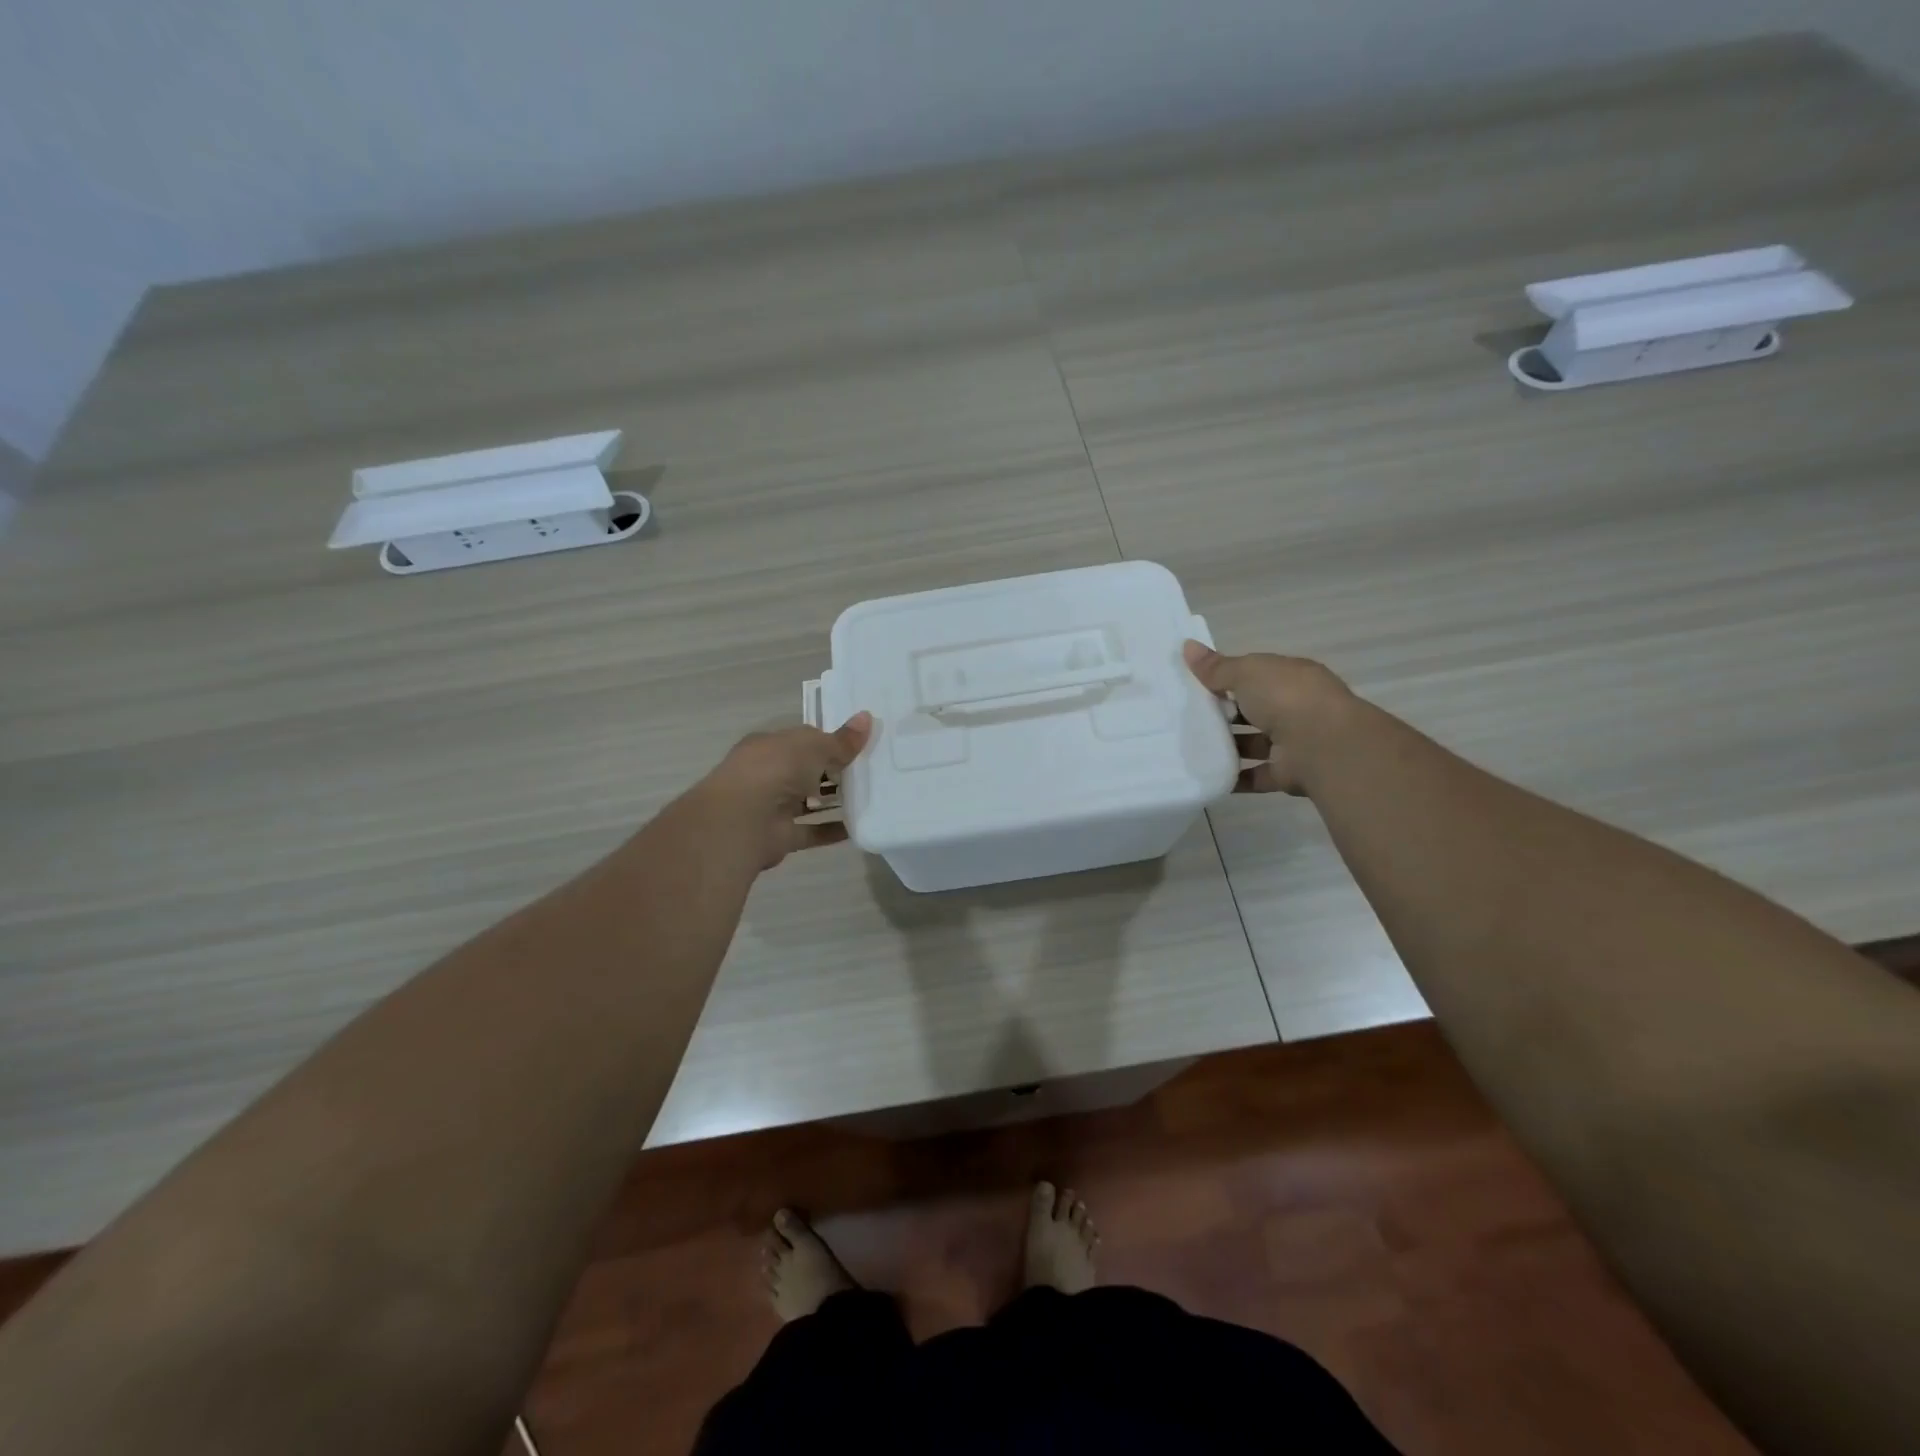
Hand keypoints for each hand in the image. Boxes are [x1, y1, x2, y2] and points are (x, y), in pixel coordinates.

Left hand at [694, 713, 873, 868]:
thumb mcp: (814, 747)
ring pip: (808, 801)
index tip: (859, 746)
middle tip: (870, 772)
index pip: (803, 740)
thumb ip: (841, 740)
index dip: (830, 741)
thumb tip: (867, 717)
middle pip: (806, 770)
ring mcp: (773, 806)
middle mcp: (768, 774)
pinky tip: (858, 827)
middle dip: (834, 771)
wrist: (742, 820)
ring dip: (833, 801)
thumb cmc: (776, 769)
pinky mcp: (781, 836)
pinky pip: (812, 831)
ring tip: (869, 798)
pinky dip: (832, 830)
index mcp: (770, 745)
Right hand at [1183, 641, 1353, 794]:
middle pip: (1255, 709)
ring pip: (1255, 743)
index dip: (1228, 677)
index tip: (1197, 684)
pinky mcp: (1287, 773)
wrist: (1324, 746)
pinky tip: (1208, 775)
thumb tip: (1186, 646)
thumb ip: (1216, 667)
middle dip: (1226, 713)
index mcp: (1291, 677)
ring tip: (1192, 747)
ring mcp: (1293, 742)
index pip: (1257, 674)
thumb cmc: (1286, 697)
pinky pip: (1256, 775)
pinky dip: (1235, 778)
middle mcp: (1295, 707)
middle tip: (1188, 717)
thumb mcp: (1246, 672)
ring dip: (1229, 746)